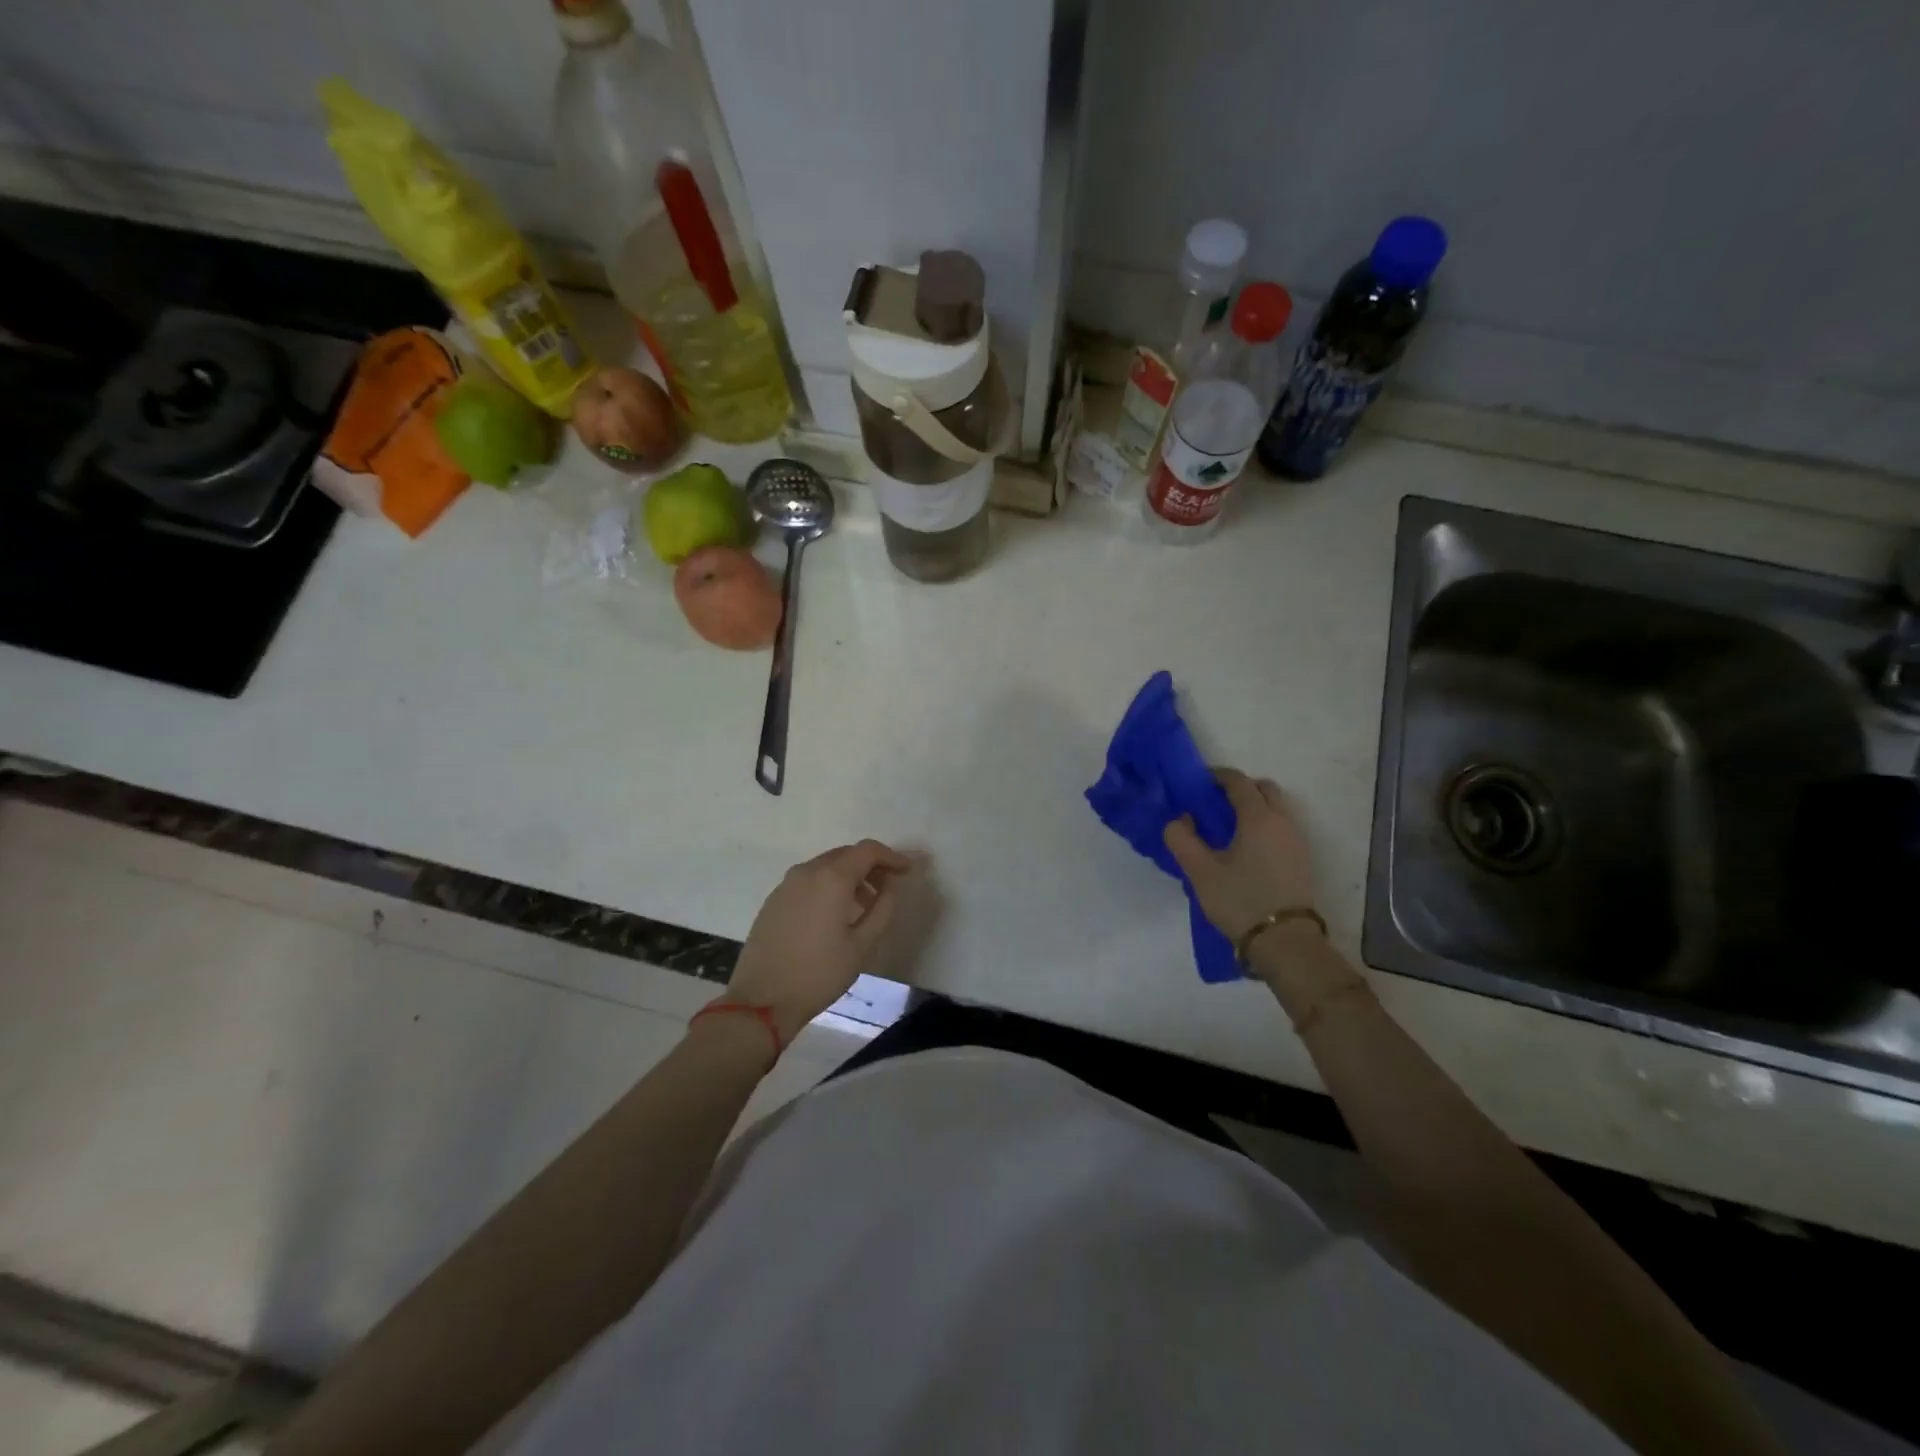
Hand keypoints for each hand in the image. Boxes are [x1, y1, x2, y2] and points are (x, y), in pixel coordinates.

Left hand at [724, 839, 912, 1041]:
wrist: (761, 1000)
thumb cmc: (819, 973)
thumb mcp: (862, 945)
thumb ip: (883, 909)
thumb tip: (891, 886)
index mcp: (832, 878)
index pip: (868, 850)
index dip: (891, 857)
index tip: (906, 872)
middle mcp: (807, 871)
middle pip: (846, 854)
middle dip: (871, 866)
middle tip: (887, 889)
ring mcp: (786, 884)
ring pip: (826, 867)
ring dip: (849, 877)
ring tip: (864, 906)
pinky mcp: (773, 900)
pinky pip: (808, 881)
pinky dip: (828, 886)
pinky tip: (833, 915)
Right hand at [1163, 769, 1316, 948]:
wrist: (1285, 941)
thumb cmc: (1240, 900)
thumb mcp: (1200, 872)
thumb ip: (1182, 839)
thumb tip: (1180, 820)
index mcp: (1258, 817)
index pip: (1239, 782)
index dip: (1217, 777)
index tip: (1198, 784)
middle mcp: (1282, 821)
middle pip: (1264, 789)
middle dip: (1240, 789)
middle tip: (1215, 804)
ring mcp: (1296, 840)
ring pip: (1276, 808)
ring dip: (1253, 807)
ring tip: (1228, 829)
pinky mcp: (1301, 859)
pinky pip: (1281, 826)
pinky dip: (1264, 825)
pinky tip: (1245, 849)